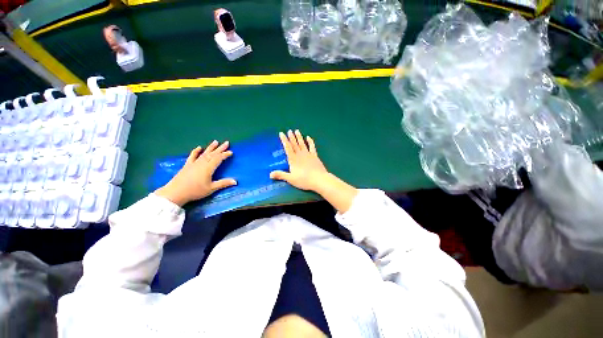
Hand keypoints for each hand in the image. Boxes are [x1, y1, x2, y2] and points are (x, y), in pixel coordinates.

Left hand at [155, 141, 236, 206]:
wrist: (176, 193)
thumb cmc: (195, 191)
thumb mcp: (211, 188)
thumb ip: (223, 183)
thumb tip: (235, 181)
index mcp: (208, 168)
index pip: (218, 159)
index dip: (225, 155)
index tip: (231, 152)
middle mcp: (202, 163)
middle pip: (212, 154)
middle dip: (220, 148)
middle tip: (226, 142)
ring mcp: (194, 163)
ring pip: (204, 153)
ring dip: (210, 147)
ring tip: (215, 142)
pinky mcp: (187, 165)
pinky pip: (192, 156)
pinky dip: (195, 151)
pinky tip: (198, 147)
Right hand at [271, 130, 357, 213]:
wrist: (319, 179)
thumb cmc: (304, 180)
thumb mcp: (290, 179)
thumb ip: (281, 175)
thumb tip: (270, 174)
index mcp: (293, 159)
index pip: (287, 147)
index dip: (284, 140)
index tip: (281, 133)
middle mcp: (300, 154)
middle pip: (294, 144)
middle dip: (291, 137)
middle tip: (289, 131)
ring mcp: (308, 154)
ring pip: (302, 143)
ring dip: (299, 137)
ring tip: (297, 131)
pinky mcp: (315, 156)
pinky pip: (312, 147)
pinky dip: (310, 141)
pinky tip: (308, 137)